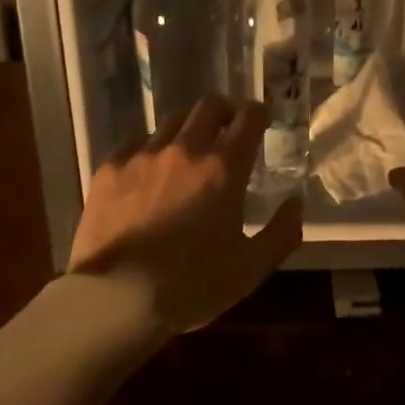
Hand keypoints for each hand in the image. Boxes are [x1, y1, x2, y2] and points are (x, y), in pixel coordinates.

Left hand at [68, 96, 303, 332]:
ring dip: (188, 128)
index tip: (262, 117)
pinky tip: (149, 169)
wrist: (116, 298)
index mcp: (223, 169)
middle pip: (208, 106)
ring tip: (188, 149)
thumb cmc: (191, 286)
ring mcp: (143, 155)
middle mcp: (185, 150)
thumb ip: (281, 233)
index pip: (248, 118)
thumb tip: (295, 205)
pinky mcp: (109, 168)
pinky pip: (135, 141)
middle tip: (229, 128)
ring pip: (171, 120)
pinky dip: (150, 147)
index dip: (259, 112)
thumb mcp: (250, 269)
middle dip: (225, 111)